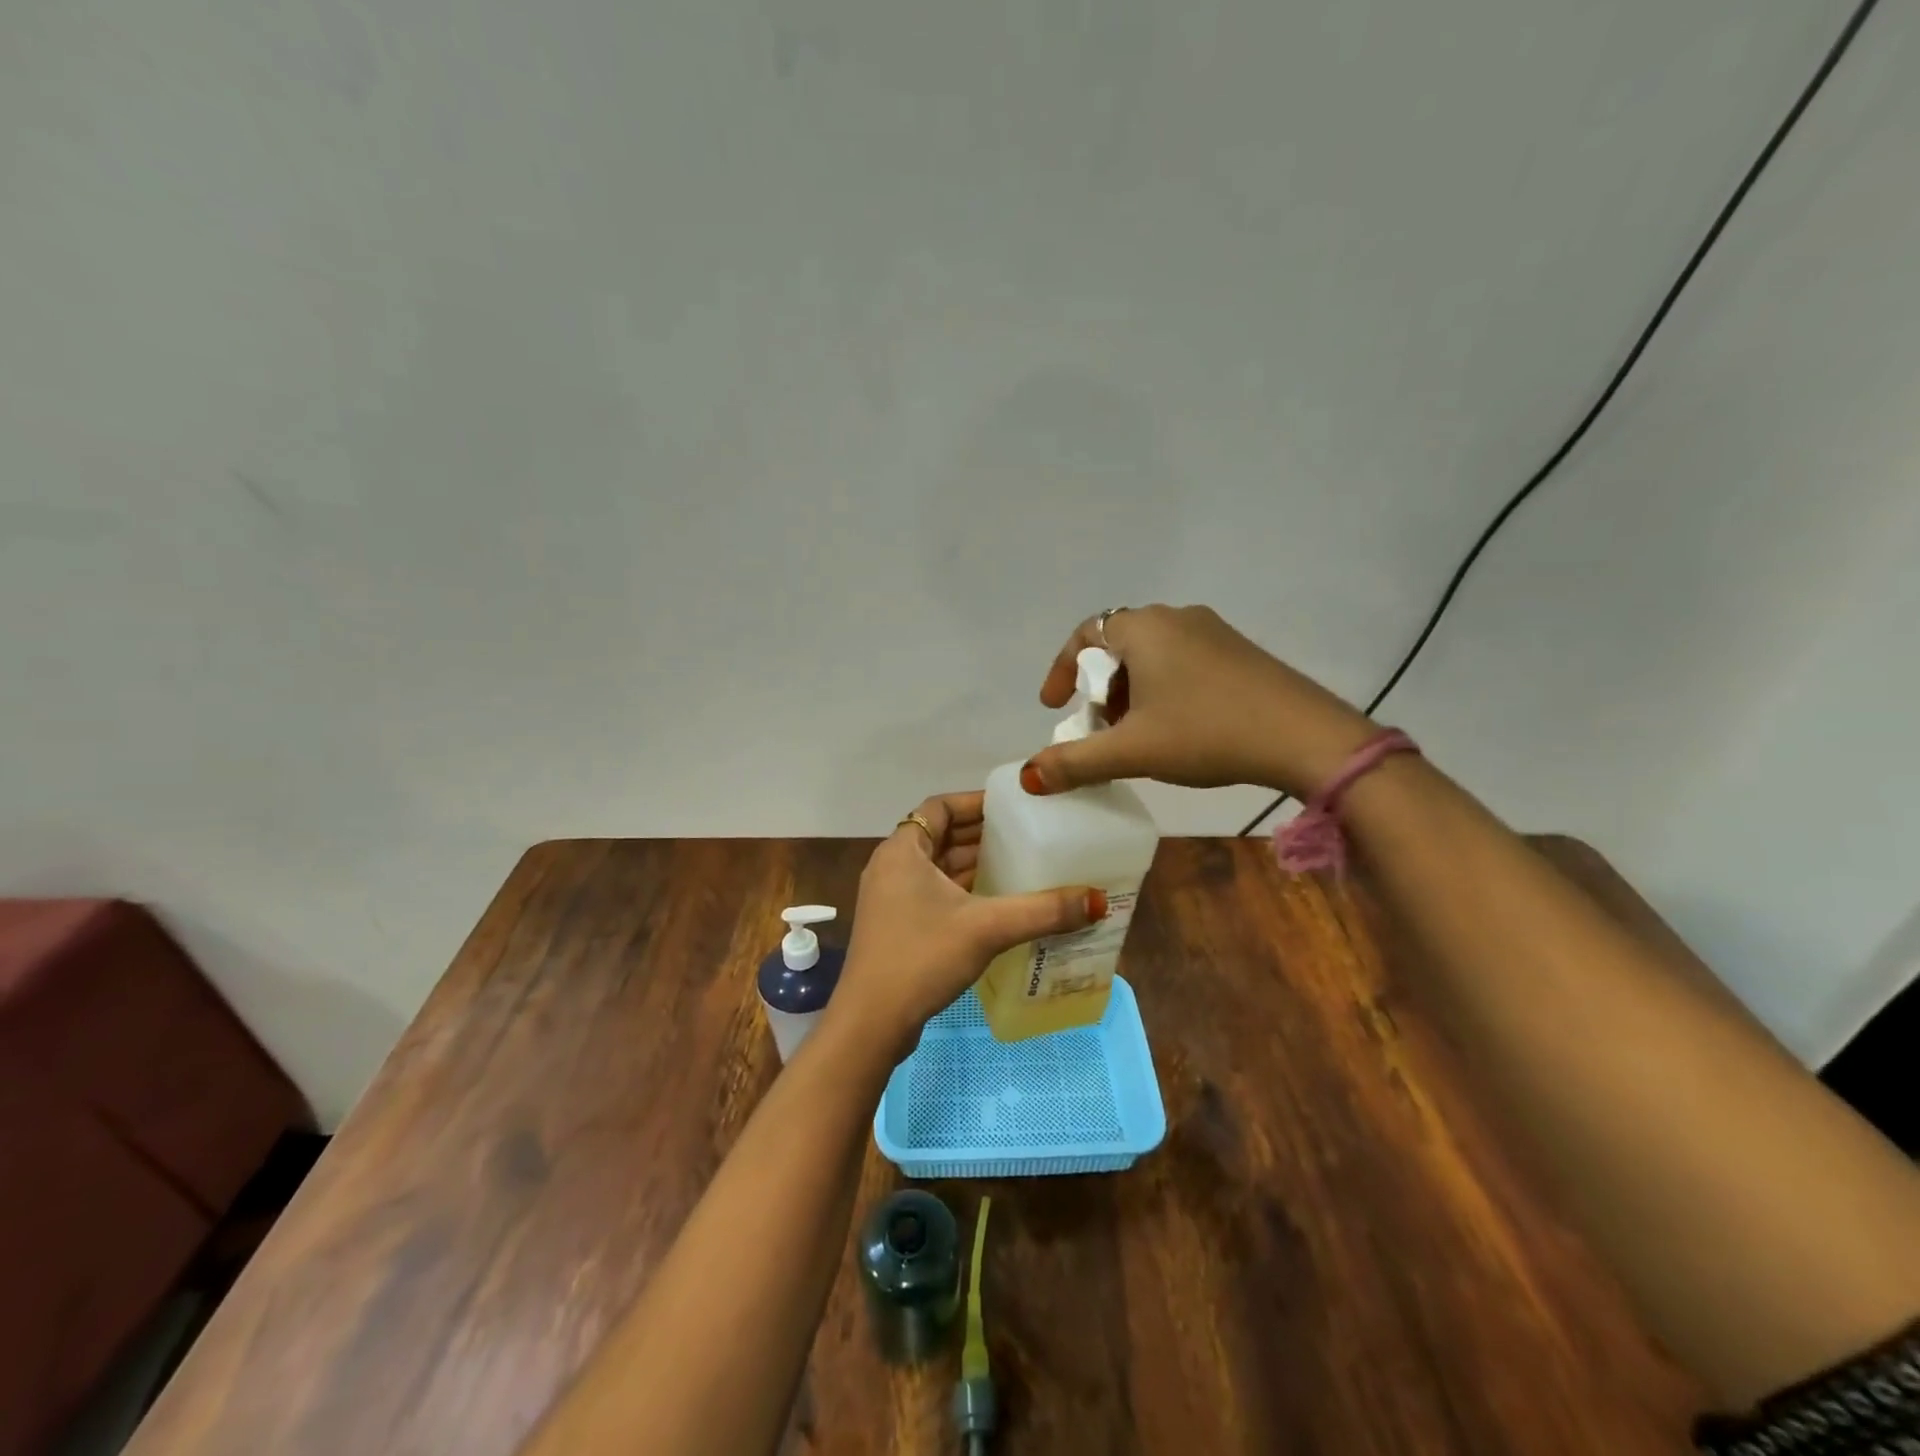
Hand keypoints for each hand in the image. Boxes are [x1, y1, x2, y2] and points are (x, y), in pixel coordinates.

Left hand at [829, 791, 1105, 1053]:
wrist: (871, 1022)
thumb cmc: (922, 957)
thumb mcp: (987, 928)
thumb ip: (1042, 911)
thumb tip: (1097, 900)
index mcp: (902, 850)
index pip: (939, 807)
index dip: (975, 802)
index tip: (1012, 807)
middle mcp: (892, 866)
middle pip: (940, 836)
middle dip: (981, 835)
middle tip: (1026, 835)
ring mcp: (891, 898)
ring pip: (937, 868)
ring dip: (973, 865)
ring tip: (1020, 865)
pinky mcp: (896, 926)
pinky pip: (933, 893)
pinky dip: (962, 891)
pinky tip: (996, 904)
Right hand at [1021, 605, 1376, 800]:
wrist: (1305, 737)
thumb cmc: (1207, 732)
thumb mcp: (1133, 751)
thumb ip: (1075, 762)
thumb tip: (1028, 778)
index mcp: (1144, 628)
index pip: (1086, 634)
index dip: (1062, 670)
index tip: (1056, 708)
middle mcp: (1176, 618)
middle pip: (1118, 646)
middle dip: (1100, 688)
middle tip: (1100, 728)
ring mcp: (1213, 631)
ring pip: (1152, 655)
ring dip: (1132, 691)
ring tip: (1137, 734)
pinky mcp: (1239, 652)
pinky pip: (1183, 661)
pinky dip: (1163, 689)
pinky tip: (1178, 728)